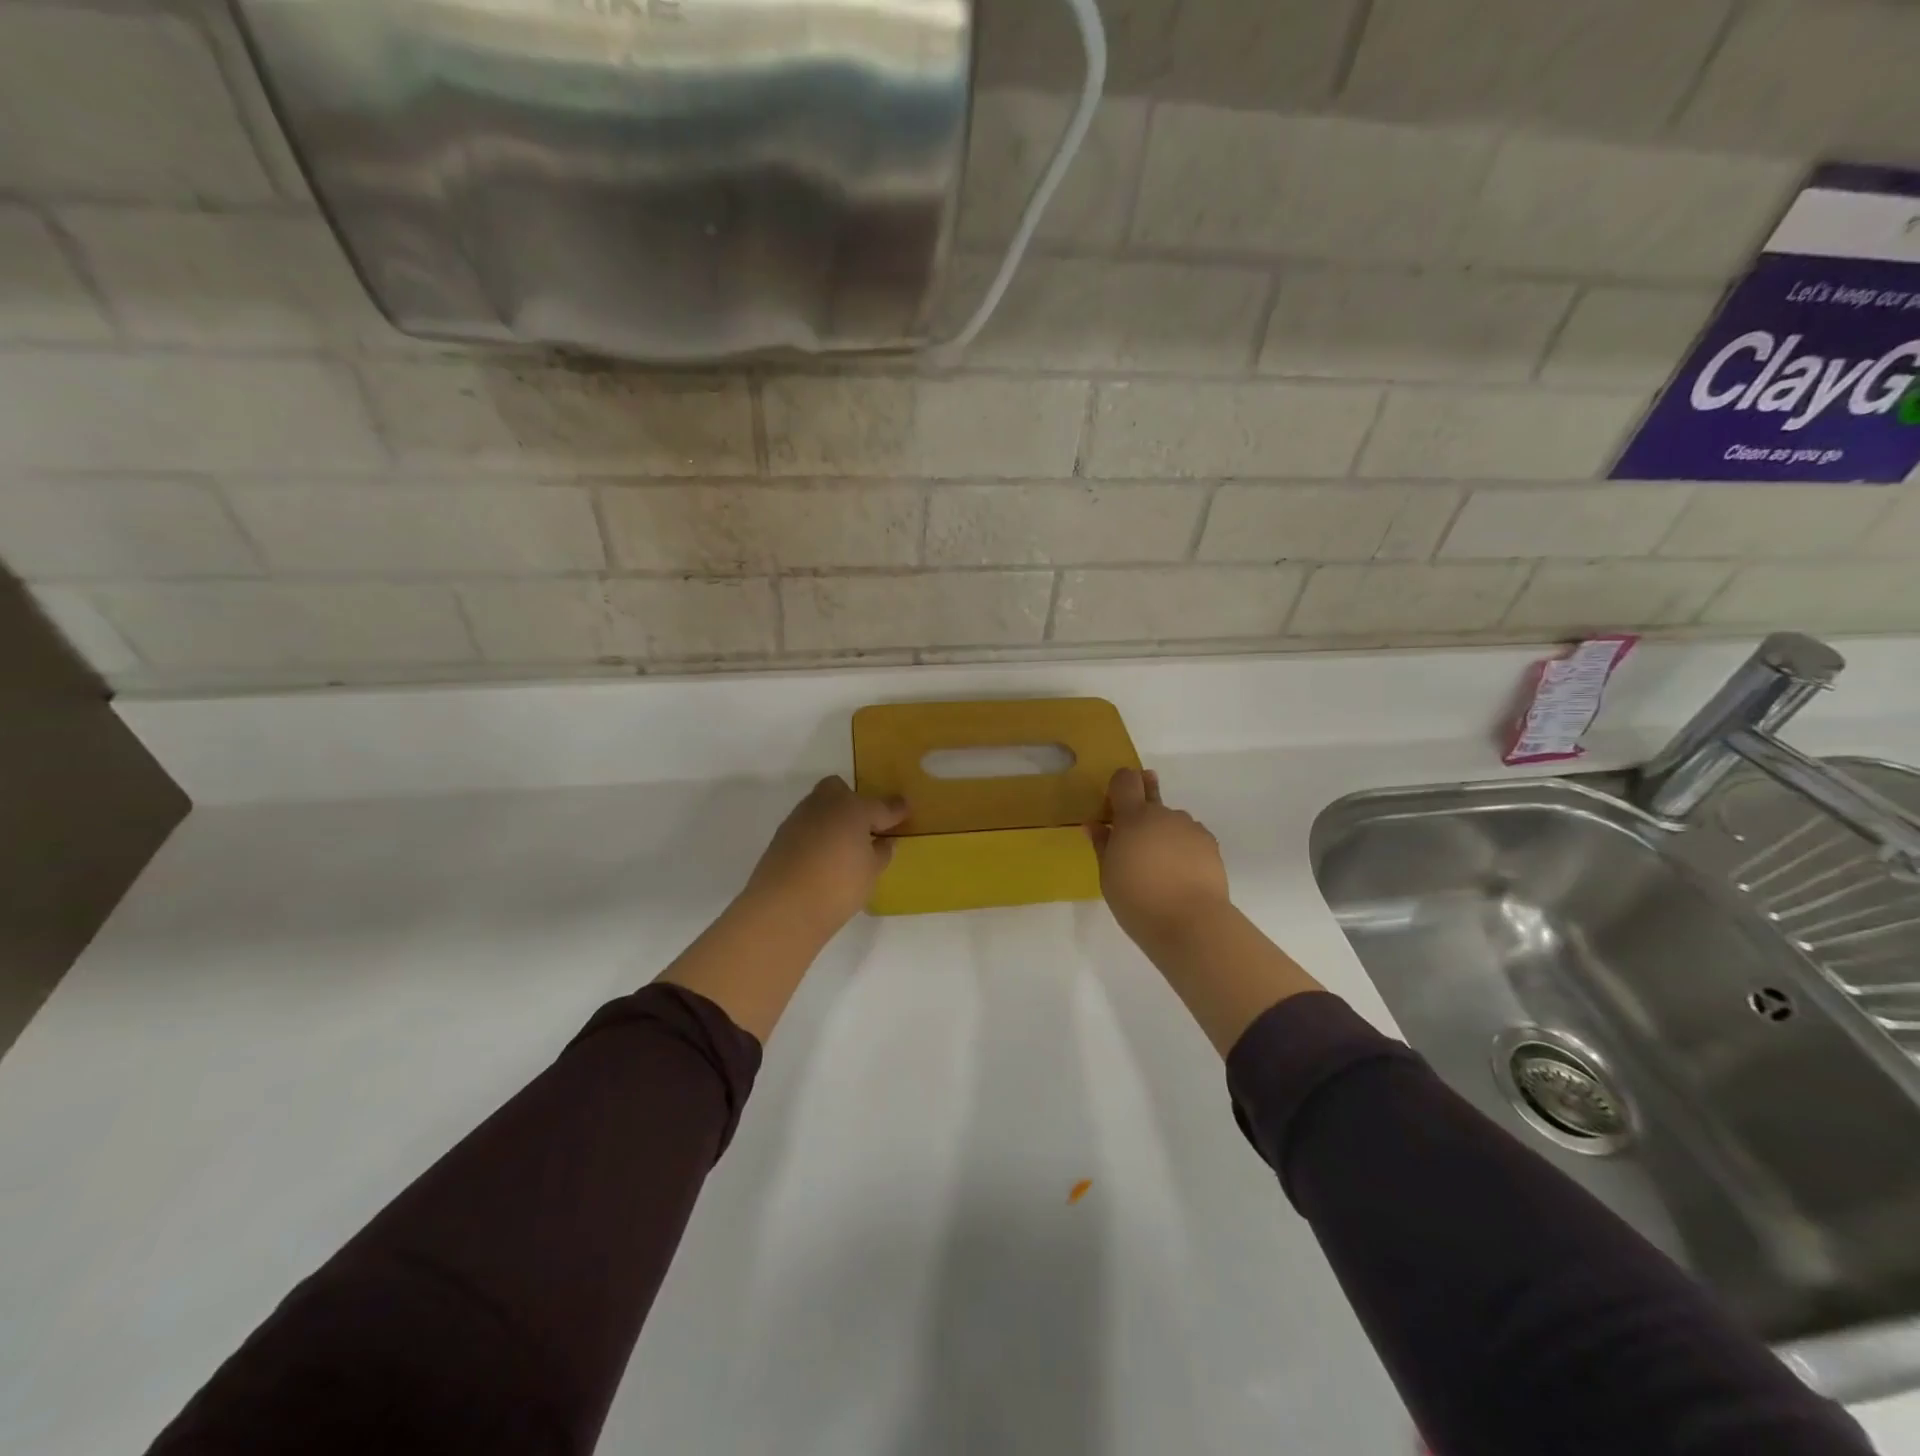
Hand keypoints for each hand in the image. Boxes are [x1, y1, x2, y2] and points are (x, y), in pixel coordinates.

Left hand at [740, 776, 908, 936]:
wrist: (783, 907)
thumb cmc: (838, 886)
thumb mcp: (871, 872)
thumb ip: (881, 852)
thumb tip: (884, 841)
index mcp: (853, 808)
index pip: (881, 806)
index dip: (895, 810)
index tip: (905, 810)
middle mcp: (824, 805)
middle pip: (839, 790)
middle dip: (853, 802)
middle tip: (865, 827)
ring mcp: (799, 819)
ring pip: (820, 806)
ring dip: (833, 818)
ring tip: (844, 846)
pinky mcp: (781, 837)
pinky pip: (806, 827)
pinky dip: (817, 835)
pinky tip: (823, 858)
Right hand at [1089, 769, 1231, 947]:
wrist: (1190, 923)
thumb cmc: (1137, 900)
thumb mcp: (1108, 876)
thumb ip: (1103, 845)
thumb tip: (1096, 825)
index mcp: (1132, 817)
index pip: (1125, 780)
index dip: (1120, 784)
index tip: (1114, 800)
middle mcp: (1163, 814)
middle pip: (1151, 791)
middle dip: (1144, 795)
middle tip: (1137, 817)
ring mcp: (1189, 827)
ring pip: (1172, 819)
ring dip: (1164, 830)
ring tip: (1161, 862)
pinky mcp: (1210, 844)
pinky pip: (1190, 835)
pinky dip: (1183, 846)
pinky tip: (1181, 871)